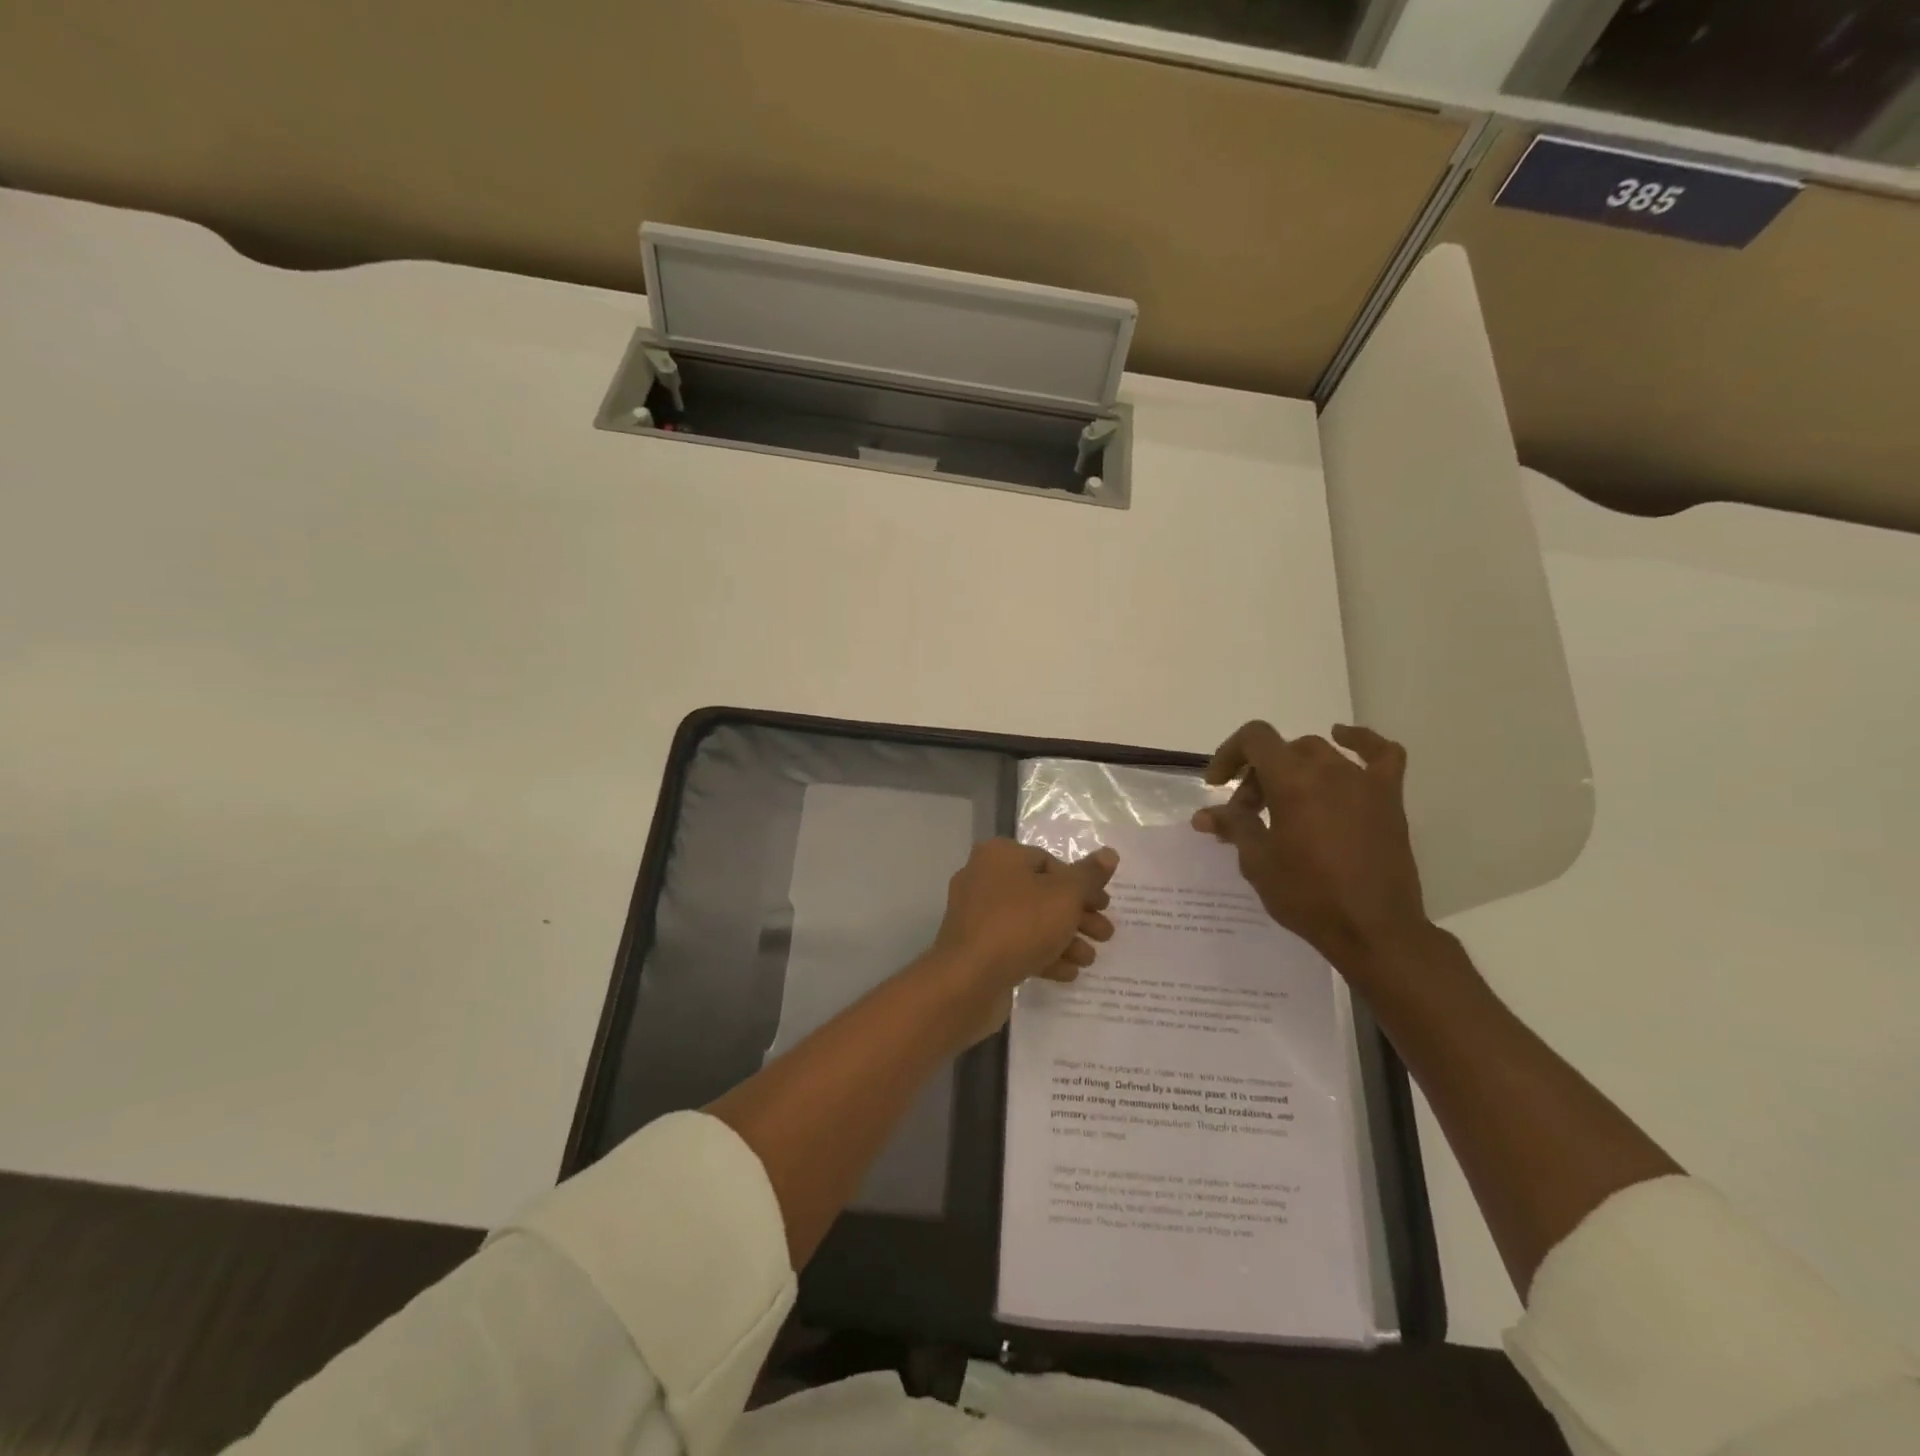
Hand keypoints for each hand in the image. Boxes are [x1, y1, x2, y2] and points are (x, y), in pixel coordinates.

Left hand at [926, 839, 1117, 1044]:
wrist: (967, 980)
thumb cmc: (1020, 925)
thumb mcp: (1065, 896)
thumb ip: (1089, 876)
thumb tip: (1109, 853)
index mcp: (999, 855)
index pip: (1049, 862)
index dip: (1081, 884)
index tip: (1103, 906)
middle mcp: (983, 878)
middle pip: (1041, 893)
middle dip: (1077, 915)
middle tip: (1105, 935)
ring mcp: (976, 915)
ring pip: (1030, 922)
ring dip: (1063, 939)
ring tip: (1089, 959)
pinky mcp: (975, 947)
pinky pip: (1015, 945)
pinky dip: (1042, 955)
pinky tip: (1067, 973)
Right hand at [1192, 721, 1429, 974]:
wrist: (1374, 930)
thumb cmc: (1308, 895)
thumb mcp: (1258, 862)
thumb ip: (1234, 827)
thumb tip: (1204, 816)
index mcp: (1293, 781)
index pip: (1254, 739)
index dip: (1229, 754)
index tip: (1216, 784)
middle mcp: (1329, 770)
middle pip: (1282, 752)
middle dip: (1257, 776)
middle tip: (1248, 813)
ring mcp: (1364, 781)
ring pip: (1319, 753)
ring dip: (1293, 768)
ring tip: (1284, 802)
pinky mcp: (1389, 798)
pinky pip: (1381, 754)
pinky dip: (1360, 741)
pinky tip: (1343, 738)